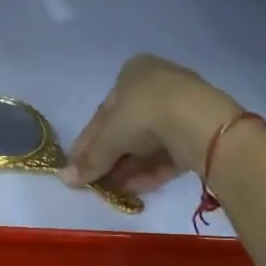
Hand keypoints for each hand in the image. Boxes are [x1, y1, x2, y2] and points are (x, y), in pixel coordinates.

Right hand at [62, 55, 244, 194]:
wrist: (197, 121)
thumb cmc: (143, 113)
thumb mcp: (108, 136)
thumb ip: (89, 159)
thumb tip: (65, 179)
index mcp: (133, 72)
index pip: (104, 112)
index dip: (88, 141)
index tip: (78, 166)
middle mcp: (158, 85)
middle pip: (126, 128)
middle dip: (110, 158)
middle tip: (95, 182)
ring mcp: (182, 108)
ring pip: (148, 143)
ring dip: (128, 168)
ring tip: (112, 192)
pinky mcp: (199, 133)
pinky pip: (168, 154)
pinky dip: (150, 171)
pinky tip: (134, 191)